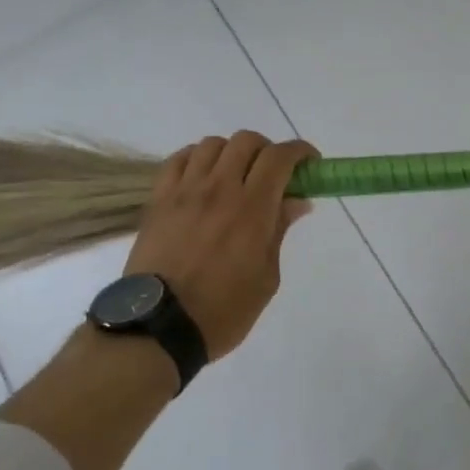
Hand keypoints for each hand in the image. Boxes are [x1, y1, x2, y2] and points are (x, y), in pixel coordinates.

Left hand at [124, 130, 316, 360]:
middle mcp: (219, 189)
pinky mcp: (158, 200)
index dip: (300, 151)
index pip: (280, 157)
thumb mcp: (266, 277)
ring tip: (235, 176)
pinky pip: (178, 160)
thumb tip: (296, 201)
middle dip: (267, 151)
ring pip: (212, 144)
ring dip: (231, 153)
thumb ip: (279, 231)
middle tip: (273, 175)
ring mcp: (185, 191)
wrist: (159, 328)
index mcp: (252, 208)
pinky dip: (197, 159)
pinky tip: (202, 177)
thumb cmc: (223, 311)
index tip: (310, 163)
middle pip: (246, 141)